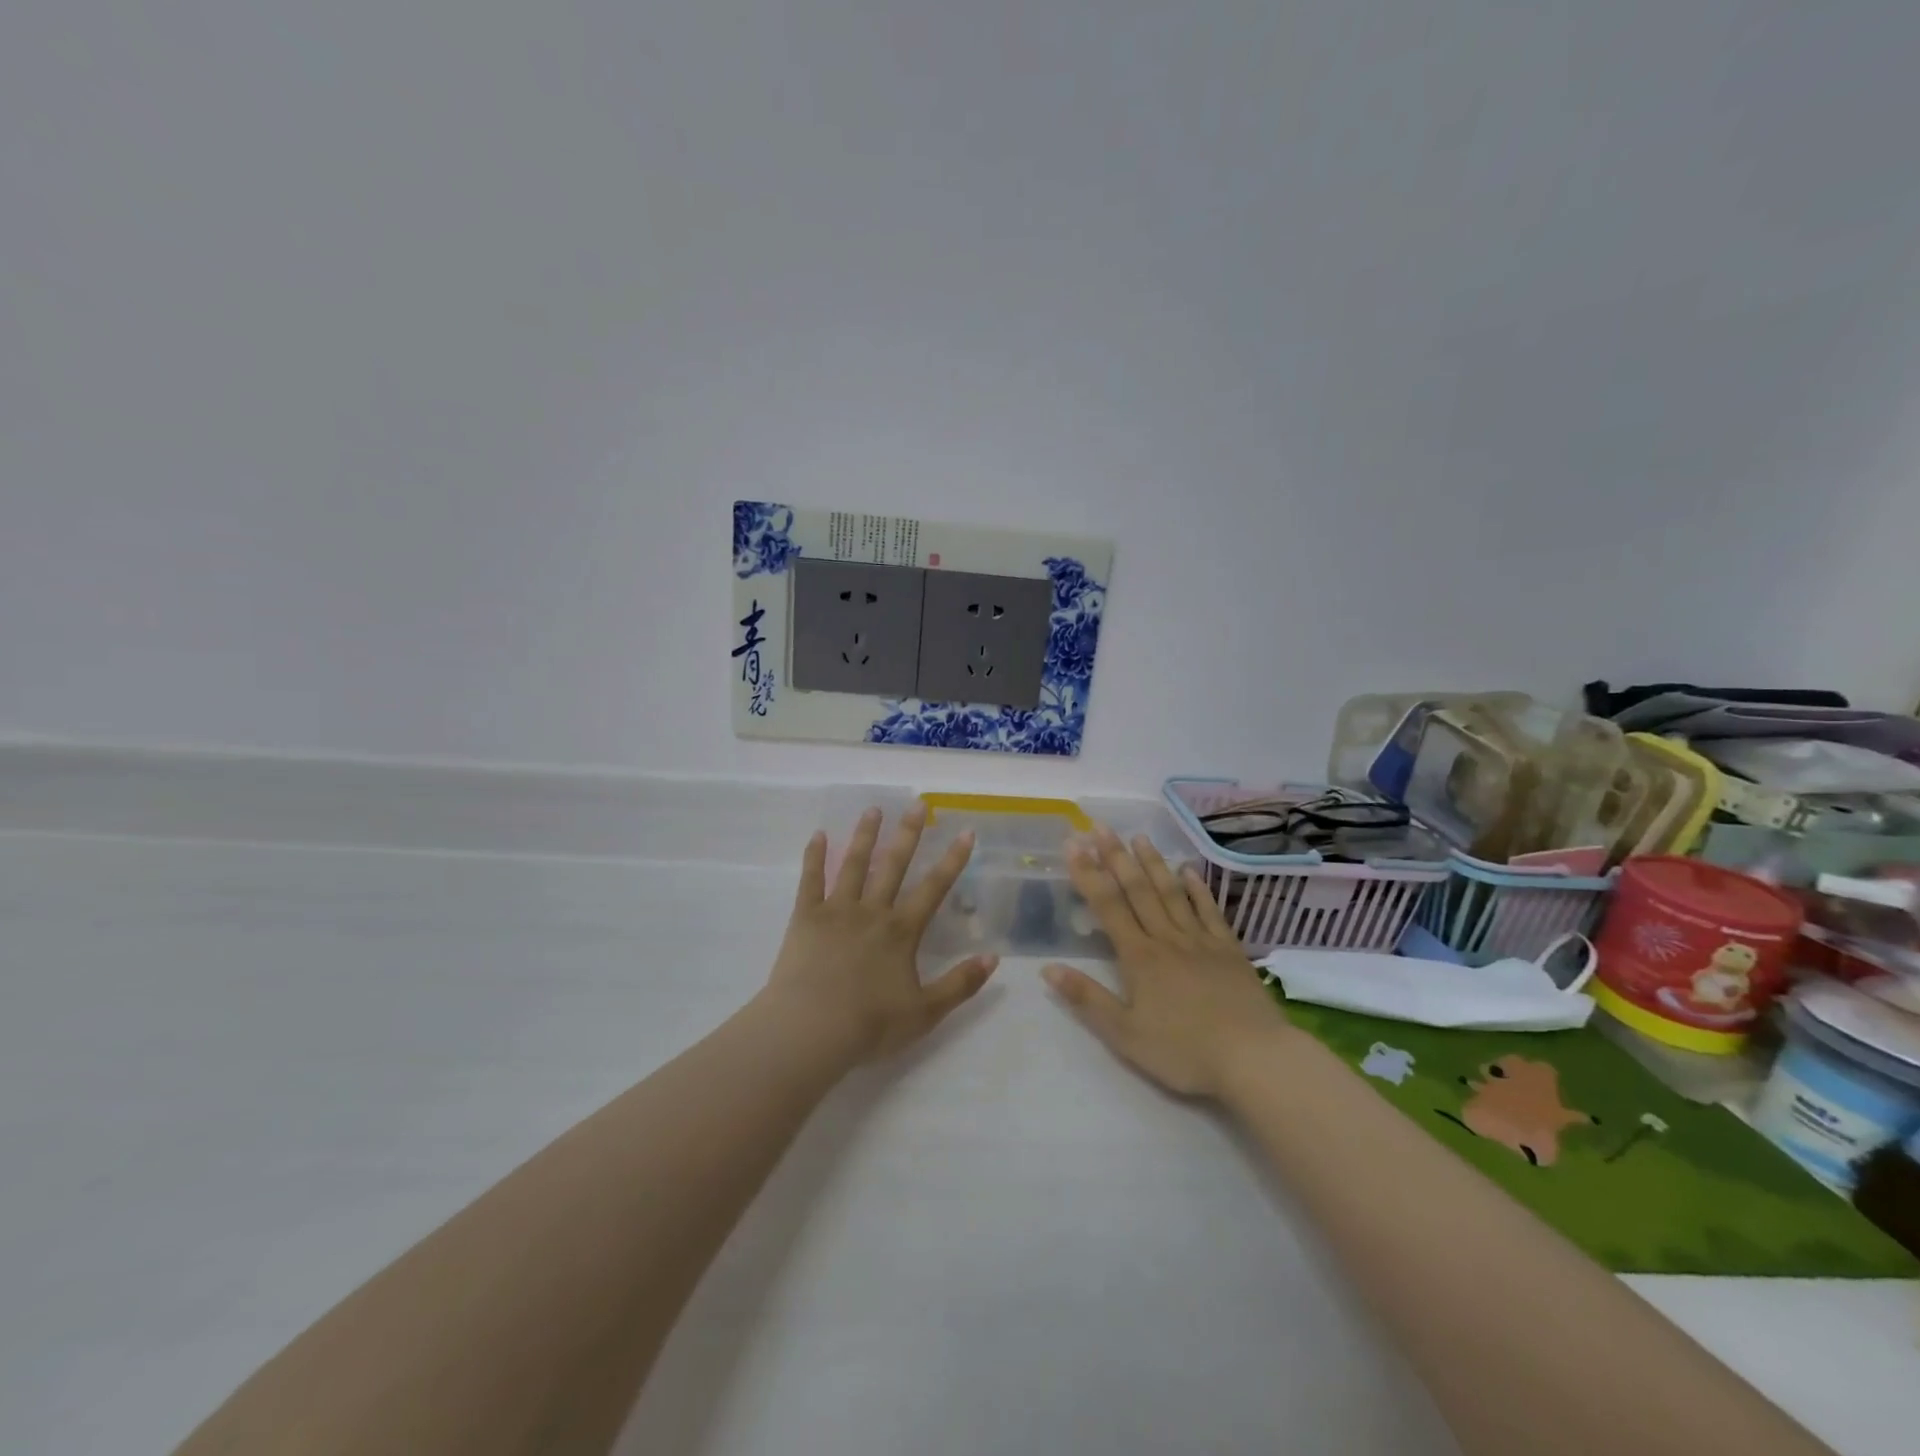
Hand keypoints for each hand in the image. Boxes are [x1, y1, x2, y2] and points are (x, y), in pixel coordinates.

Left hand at [763, 804, 998, 1063]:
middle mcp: (872, 912)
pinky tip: (818, 835)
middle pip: (894, 865)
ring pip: (854, 865)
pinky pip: (810, 881)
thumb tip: (994, 958)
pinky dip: (814, 857)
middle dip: (909, 833)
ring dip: (865, 835)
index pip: (934, 888)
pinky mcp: (805, 919)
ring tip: (873, 809)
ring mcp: (837, 911)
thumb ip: (961, 984)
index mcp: (901, 932)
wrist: (811, 1031)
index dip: (952, 860)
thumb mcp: (925, 1012)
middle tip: (918, 804)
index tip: (965, 832)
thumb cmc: (870, 1025)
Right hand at [1042, 826, 1289, 1097]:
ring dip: (1153, 863)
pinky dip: (1197, 888)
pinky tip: (1189, 870)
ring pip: (1171, 893)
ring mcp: (1200, 940)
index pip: (1107, 906)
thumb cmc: (1184, 1051)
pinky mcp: (1229, 950)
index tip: (1073, 844)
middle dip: (1116, 856)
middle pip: (1137, 890)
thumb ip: (1087, 999)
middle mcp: (1166, 938)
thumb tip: (1047, 968)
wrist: (1253, 1057)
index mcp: (1139, 957)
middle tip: (1100, 826)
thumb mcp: (1125, 1034)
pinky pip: (1209, 911)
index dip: (1088, 873)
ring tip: (1138, 836)